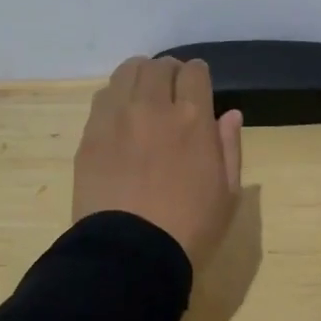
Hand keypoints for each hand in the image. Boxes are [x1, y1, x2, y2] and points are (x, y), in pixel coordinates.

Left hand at [73, 56, 243, 270]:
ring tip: (143, 95)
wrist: (130, 255)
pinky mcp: (90, 134)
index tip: (197, 87)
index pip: (195, 72)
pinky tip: (121, 116)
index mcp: (193, 119)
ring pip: (127, 72)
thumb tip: (230, 114)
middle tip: (171, 90)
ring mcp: (117, 118)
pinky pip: (103, 98)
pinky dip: (116, 97)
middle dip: (169, 72)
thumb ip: (230, 147)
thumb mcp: (227, 194)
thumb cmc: (189, 229)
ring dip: (140, 77)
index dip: (198, 76)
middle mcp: (153, 107)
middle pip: (159, 66)